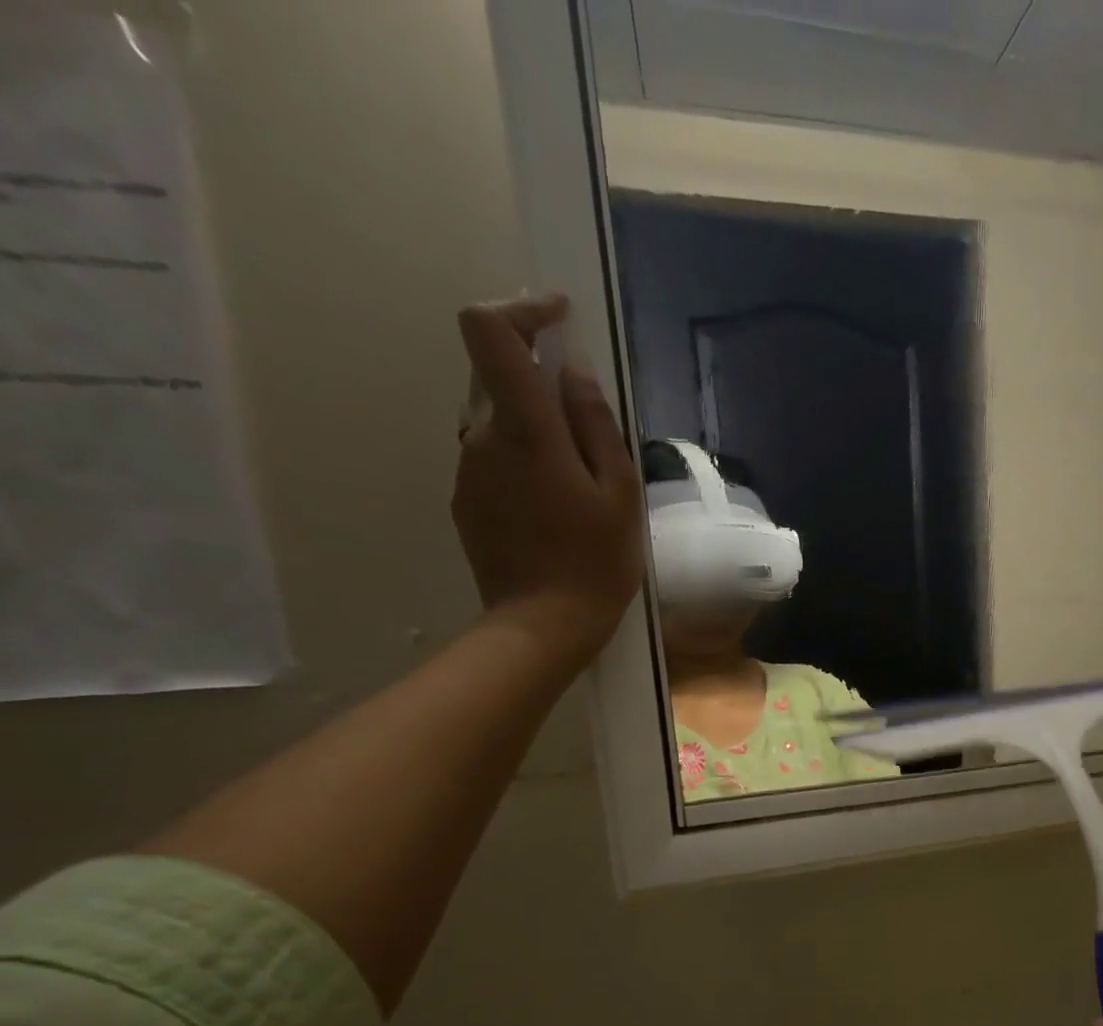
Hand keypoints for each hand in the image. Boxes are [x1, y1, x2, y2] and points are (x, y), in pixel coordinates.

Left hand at [453, 294, 641, 664]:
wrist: (543, 623)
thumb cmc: (596, 560)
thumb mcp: (619, 492)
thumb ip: (595, 424)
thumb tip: (572, 370)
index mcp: (524, 429)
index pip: (490, 332)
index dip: (520, 308)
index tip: (558, 317)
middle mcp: (481, 436)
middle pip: (494, 374)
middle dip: (538, 377)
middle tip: (589, 419)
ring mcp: (468, 469)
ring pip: (495, 419)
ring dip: (534, 424)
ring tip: (580, 476)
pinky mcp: (466, 499)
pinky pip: (493, 457)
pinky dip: (523, 458)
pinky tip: (556, 504)